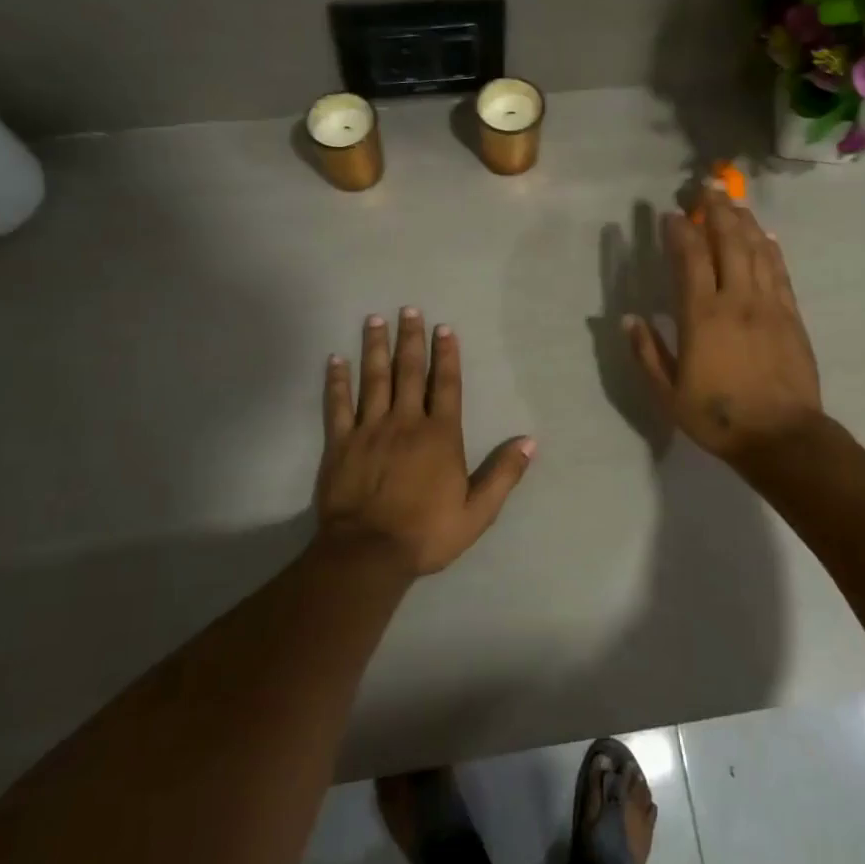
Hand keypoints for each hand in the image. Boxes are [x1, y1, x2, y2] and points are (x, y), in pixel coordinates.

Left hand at [315, 309, 534, 575]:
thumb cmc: (426, 533)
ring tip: (375, 319)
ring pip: (374, 379)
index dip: (446, 355)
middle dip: (410, 339)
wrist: (368, 554)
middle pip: (409, 372)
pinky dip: (336, 380)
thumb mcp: (477, 512)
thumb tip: (529, 441)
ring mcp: (369, 429)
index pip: (446, 385)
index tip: (444, 328)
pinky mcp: (340, 443)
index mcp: (440, 435)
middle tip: (408, 309)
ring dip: (375, 347)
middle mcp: (406, 422)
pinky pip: (338, 404)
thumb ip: (503, 474)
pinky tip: (335, 359)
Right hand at [626, 190, 822, 468]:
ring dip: (744, 221)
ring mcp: (769, 305)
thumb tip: (629, 319)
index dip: (680, 230)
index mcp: (702, 316)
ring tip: (733, 201)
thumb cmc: (718, 417)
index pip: (690, 258)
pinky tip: (766, 235)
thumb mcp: (668, 393)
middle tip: (707, 186)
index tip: (671, 214)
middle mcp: (737, 299)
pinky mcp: (792, 315)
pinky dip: (771, 248)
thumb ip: (647, 353)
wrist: (782, 437)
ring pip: (758, 249)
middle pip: (729, 241)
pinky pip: (780, 271)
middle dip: (716, 210)